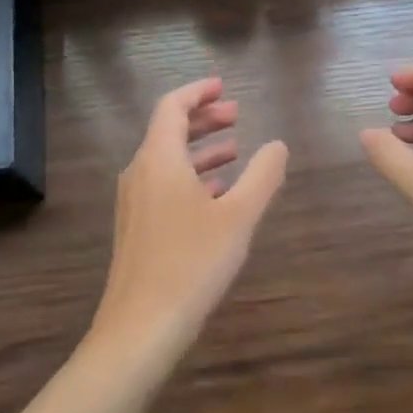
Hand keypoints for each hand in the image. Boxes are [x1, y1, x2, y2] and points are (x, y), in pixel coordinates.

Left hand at [92, 78, 289, 365]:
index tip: (223, 86)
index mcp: (159, 159)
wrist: (141, 326)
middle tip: (236, 114)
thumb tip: (278, 145)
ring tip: (235, 149)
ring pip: (167, 160)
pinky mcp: (136, 228)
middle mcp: (140, 173)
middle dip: (203, 119)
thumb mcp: (239, 216)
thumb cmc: (192, 263)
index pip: (172, 106)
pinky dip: (191, 177)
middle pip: (168, 130)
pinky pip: (163, 185)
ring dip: (200, 149)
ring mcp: (134, 202)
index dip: (197, 92)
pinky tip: (216, 194)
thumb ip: (262, 175)